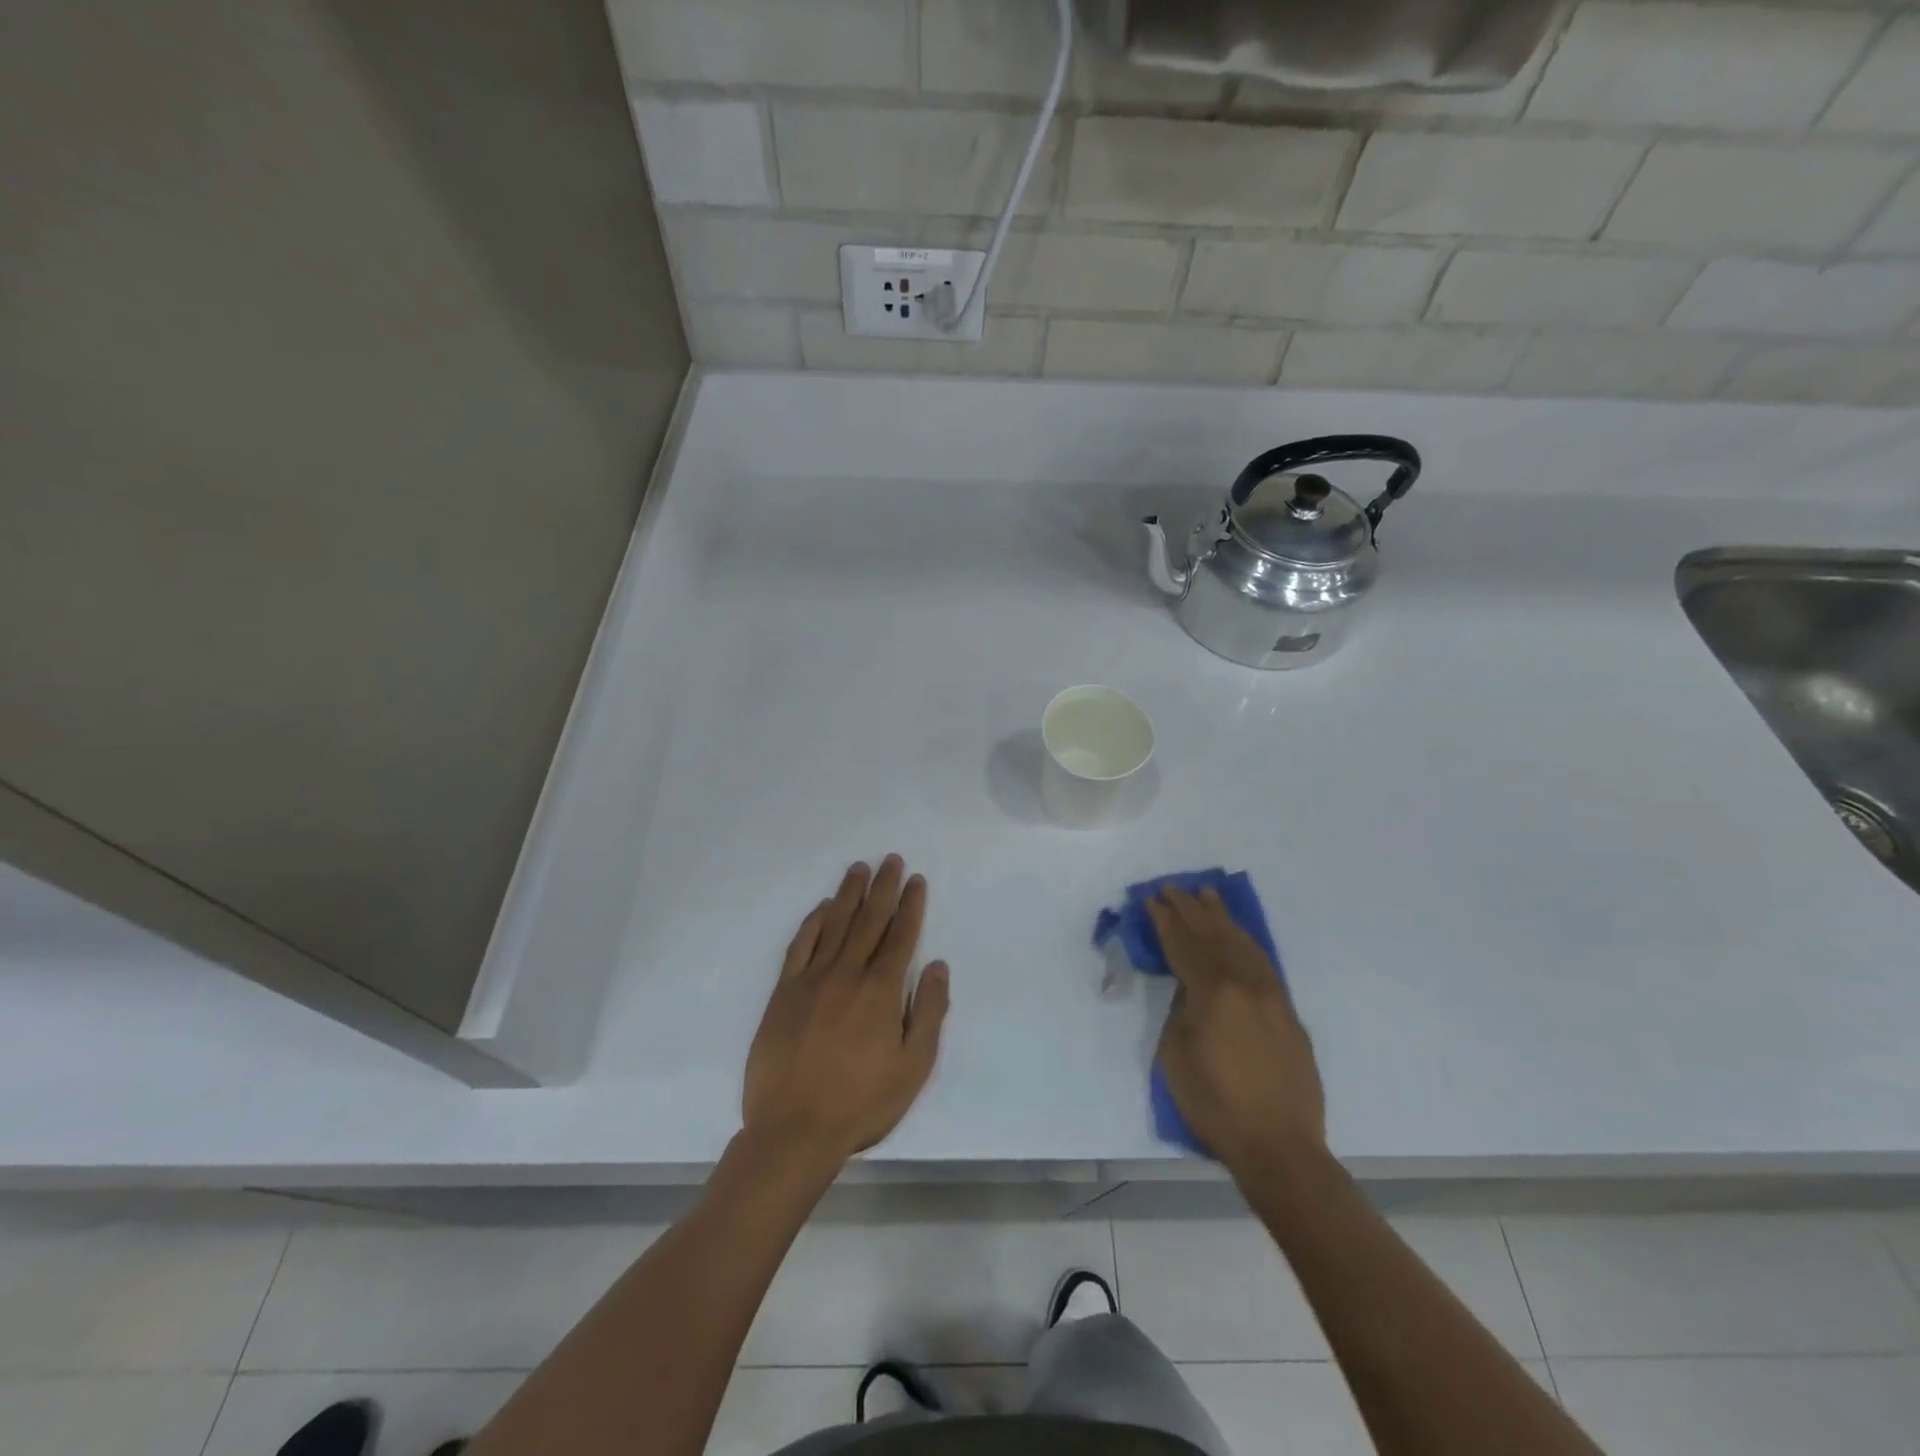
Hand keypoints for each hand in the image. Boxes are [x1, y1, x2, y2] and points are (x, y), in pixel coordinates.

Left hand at [742, 856, 950, 1169]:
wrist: (793, 1130)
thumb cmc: (861, 1103)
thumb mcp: (913, 1067)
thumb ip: (929, 1012)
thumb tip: (937, 966)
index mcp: (881, 991)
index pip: (901, 936)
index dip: (910, 905)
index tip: (915, 880)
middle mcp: (847, 974)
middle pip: (869, 921)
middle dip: (883, 888)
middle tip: (891, 860)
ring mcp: (812, 980)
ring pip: (835, 925)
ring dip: (850, 894)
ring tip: (860, 869)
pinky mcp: (784, 992)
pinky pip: (800, 946)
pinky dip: (814, 922)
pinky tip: (823, 908)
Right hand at [1149, 886, 1325, 1172]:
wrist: (1279, 1146)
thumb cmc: (1215, 1105)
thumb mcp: (1175, 1055)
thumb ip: (1179, 1010)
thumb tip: (1187, 987)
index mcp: (1212, 993)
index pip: (1183, 945)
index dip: (1165, 921)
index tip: (1151, 899)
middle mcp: (1245, 984)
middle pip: (1213, 936)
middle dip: (1190, 909)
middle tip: (1172, 888)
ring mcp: (1271, 995)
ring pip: (1243, 943)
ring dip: (1222, 917)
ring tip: (1207, 894)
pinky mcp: (1287, 1011)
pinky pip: (1263, 962)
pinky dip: (1247, 941)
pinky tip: (1239, 933)